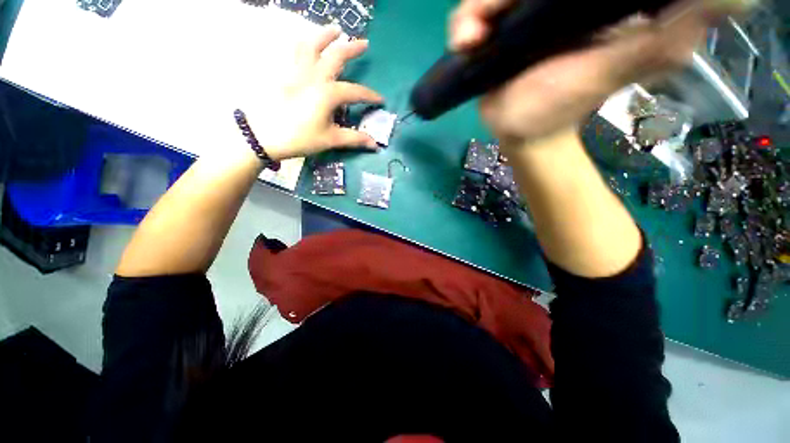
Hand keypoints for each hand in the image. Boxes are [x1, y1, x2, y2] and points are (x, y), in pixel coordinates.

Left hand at [247, 26, 382, 160]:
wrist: (263, 135)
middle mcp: (314, 76)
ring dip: (325, 35)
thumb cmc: (300, 138)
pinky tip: (306, 43)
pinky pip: (294, 52)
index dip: (370, 96)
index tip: (380, 100)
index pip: (355, 92)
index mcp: (328, 93)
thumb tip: (375, 145)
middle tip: (364, 43)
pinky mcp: (284, 74)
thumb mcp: (330, 139)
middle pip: (336, 56)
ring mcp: (297, 71)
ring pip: (312, 45)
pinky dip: (303, 43)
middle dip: (352, 49)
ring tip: (336, 29)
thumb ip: (354, 139)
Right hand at [448, 0, 751, 146]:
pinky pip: (472, 14)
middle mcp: (544, 0)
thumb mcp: (629, 65)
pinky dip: (463, 24)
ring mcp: (515, 14)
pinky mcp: (491, 32)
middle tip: (488, 21)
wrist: (522, 131)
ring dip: (476, 10)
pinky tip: (465, 42)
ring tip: (471, 39)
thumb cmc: (566, 105)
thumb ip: (673, 32)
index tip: (531, 0)